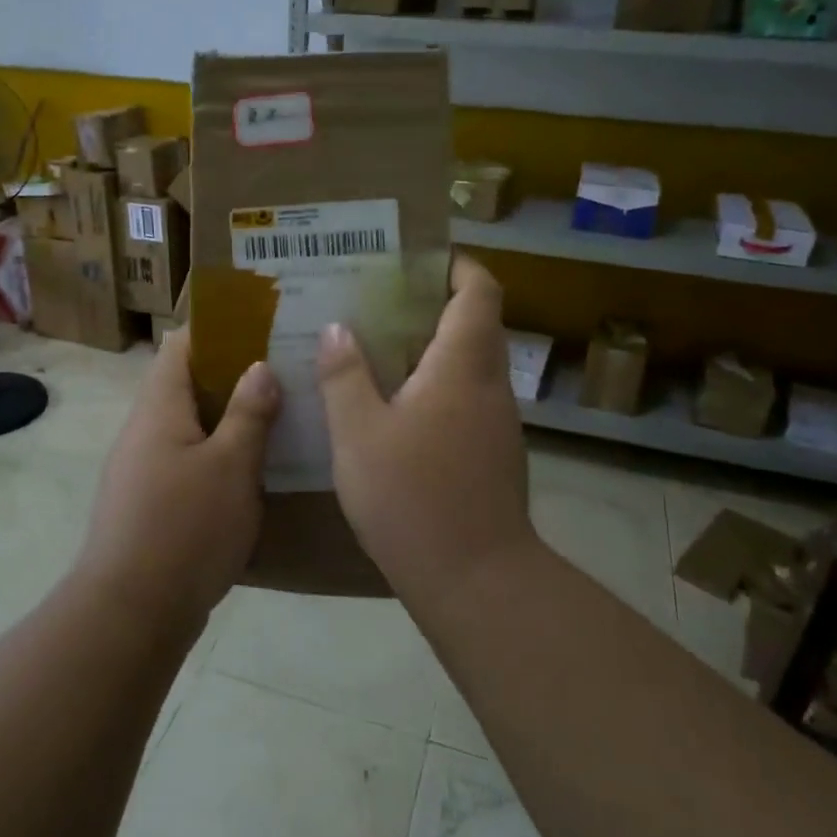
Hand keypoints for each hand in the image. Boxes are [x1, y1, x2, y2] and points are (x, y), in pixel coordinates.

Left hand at [78, 329, 279, 626]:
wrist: (130, 614)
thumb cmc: (185, 528)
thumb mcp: (232, 465)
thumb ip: (248, 413)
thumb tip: (259, 367)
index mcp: (159, 407)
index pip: (183, 344)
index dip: (220, 329)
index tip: (264, 327)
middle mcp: (144, 430)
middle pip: (187, 384)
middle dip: (234, 375)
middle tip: (285, 372)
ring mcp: (142, 469)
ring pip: (190, 425)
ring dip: (229, 418)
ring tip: (279, 415)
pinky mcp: (149, 504)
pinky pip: (188, 461)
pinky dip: (219, 454)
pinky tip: (254, 468)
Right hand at [316, 256, 537, 604]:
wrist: (475, 579)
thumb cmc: (412, 496)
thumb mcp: (358, 432)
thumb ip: (345, 375)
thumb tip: (339, 328)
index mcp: (463, 364)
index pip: (479, 289)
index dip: (456, 263)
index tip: (416, 256)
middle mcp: (491, 384)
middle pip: (476, 323)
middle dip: (432, 304)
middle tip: (377, 301)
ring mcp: (498, 423)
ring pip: (470, 364)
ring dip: (432, 349)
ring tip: (377, 350)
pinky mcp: (494, 454)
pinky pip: (467, 399)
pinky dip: (437, 387)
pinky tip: (396, 409)